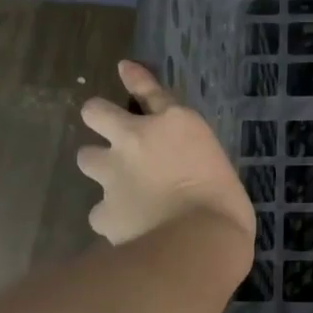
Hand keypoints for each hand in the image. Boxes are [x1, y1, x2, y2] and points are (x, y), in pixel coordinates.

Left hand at [76, 61, 254, 253]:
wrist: (198, 242)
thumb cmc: (225, 203)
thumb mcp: (218, 166)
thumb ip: (192, 156)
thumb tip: (181, 165)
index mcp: (174, 122)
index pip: (148, 89)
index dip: (135, 78)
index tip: (125, 70)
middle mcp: (136, 139)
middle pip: (95, 112)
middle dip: (100, 119)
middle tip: (115, 137)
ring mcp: (113, 175)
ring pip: (87, 157)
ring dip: (99, 166)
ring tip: (117, 184)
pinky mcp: (103, 211)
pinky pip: (99, 210)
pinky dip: (111, 216)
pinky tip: (125, 227)